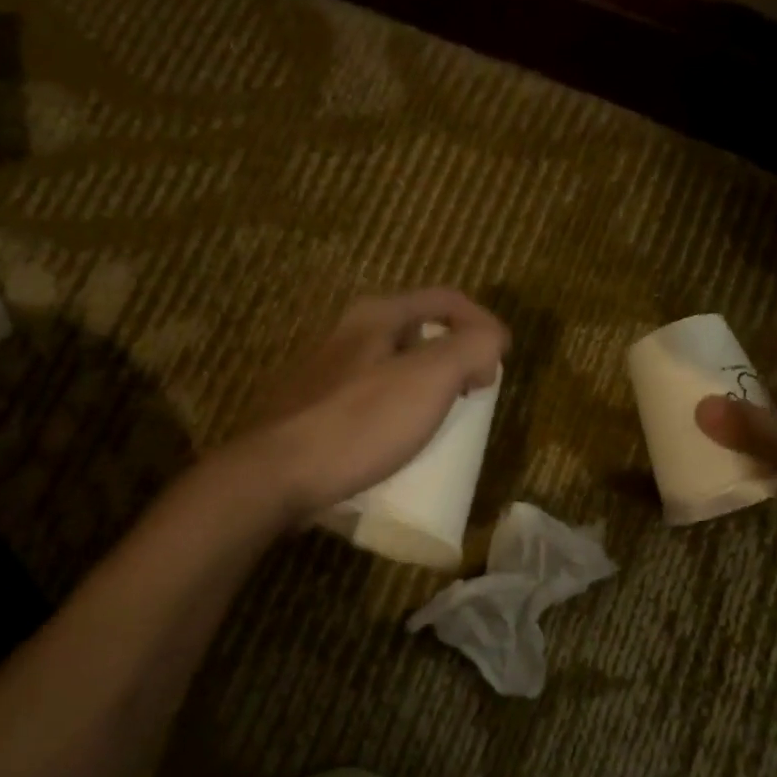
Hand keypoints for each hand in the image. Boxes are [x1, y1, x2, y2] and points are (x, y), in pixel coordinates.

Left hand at [231, 289, 509, 522]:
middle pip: (419, 331)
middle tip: (476, 392)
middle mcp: (349, 333)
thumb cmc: (357, 424)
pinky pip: (372, 398)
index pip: (446, 300)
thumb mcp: (428, 379)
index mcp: (376, 316)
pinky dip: (399, 409)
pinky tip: (401, 441)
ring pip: (394, 366)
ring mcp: (326, 372)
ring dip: (429, 385)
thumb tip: (491, 341)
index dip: (484, 323)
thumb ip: (470, 348)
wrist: (273, 476)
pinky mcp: (315, 409)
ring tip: (445, 419)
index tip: (503, 361)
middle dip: (457, 355)